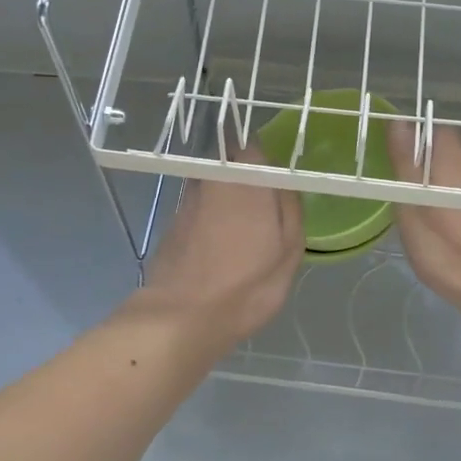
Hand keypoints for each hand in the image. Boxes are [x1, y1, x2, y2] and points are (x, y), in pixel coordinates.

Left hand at [135, 146, 302, 350]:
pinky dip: (210, 220)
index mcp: (244, 177)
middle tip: (264, 206)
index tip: (276, 178)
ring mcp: (186, 200)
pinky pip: (199, 210)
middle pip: (230, 163)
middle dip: (246, 177)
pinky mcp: (171, 224)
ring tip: (243, 230)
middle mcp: (210, 178)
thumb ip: (289, 205)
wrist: (181, 317)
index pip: (253, 143)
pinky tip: (219, 247)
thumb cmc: (247, 284)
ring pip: (213, 187)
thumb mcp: (289, 249)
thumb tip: (284, 180)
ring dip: (227, 199)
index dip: (265, 157)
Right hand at [386, 122, 460, 326]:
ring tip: (439, 212)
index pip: (436, 132)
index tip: (402, 164)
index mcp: (454, 164)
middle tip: (416, 195)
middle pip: (455, 153)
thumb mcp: (415, 212)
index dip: (418, 142)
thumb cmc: (451, 255)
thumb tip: (399, 123)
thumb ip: (406, 166)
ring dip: (455, 184)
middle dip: (435, 165)